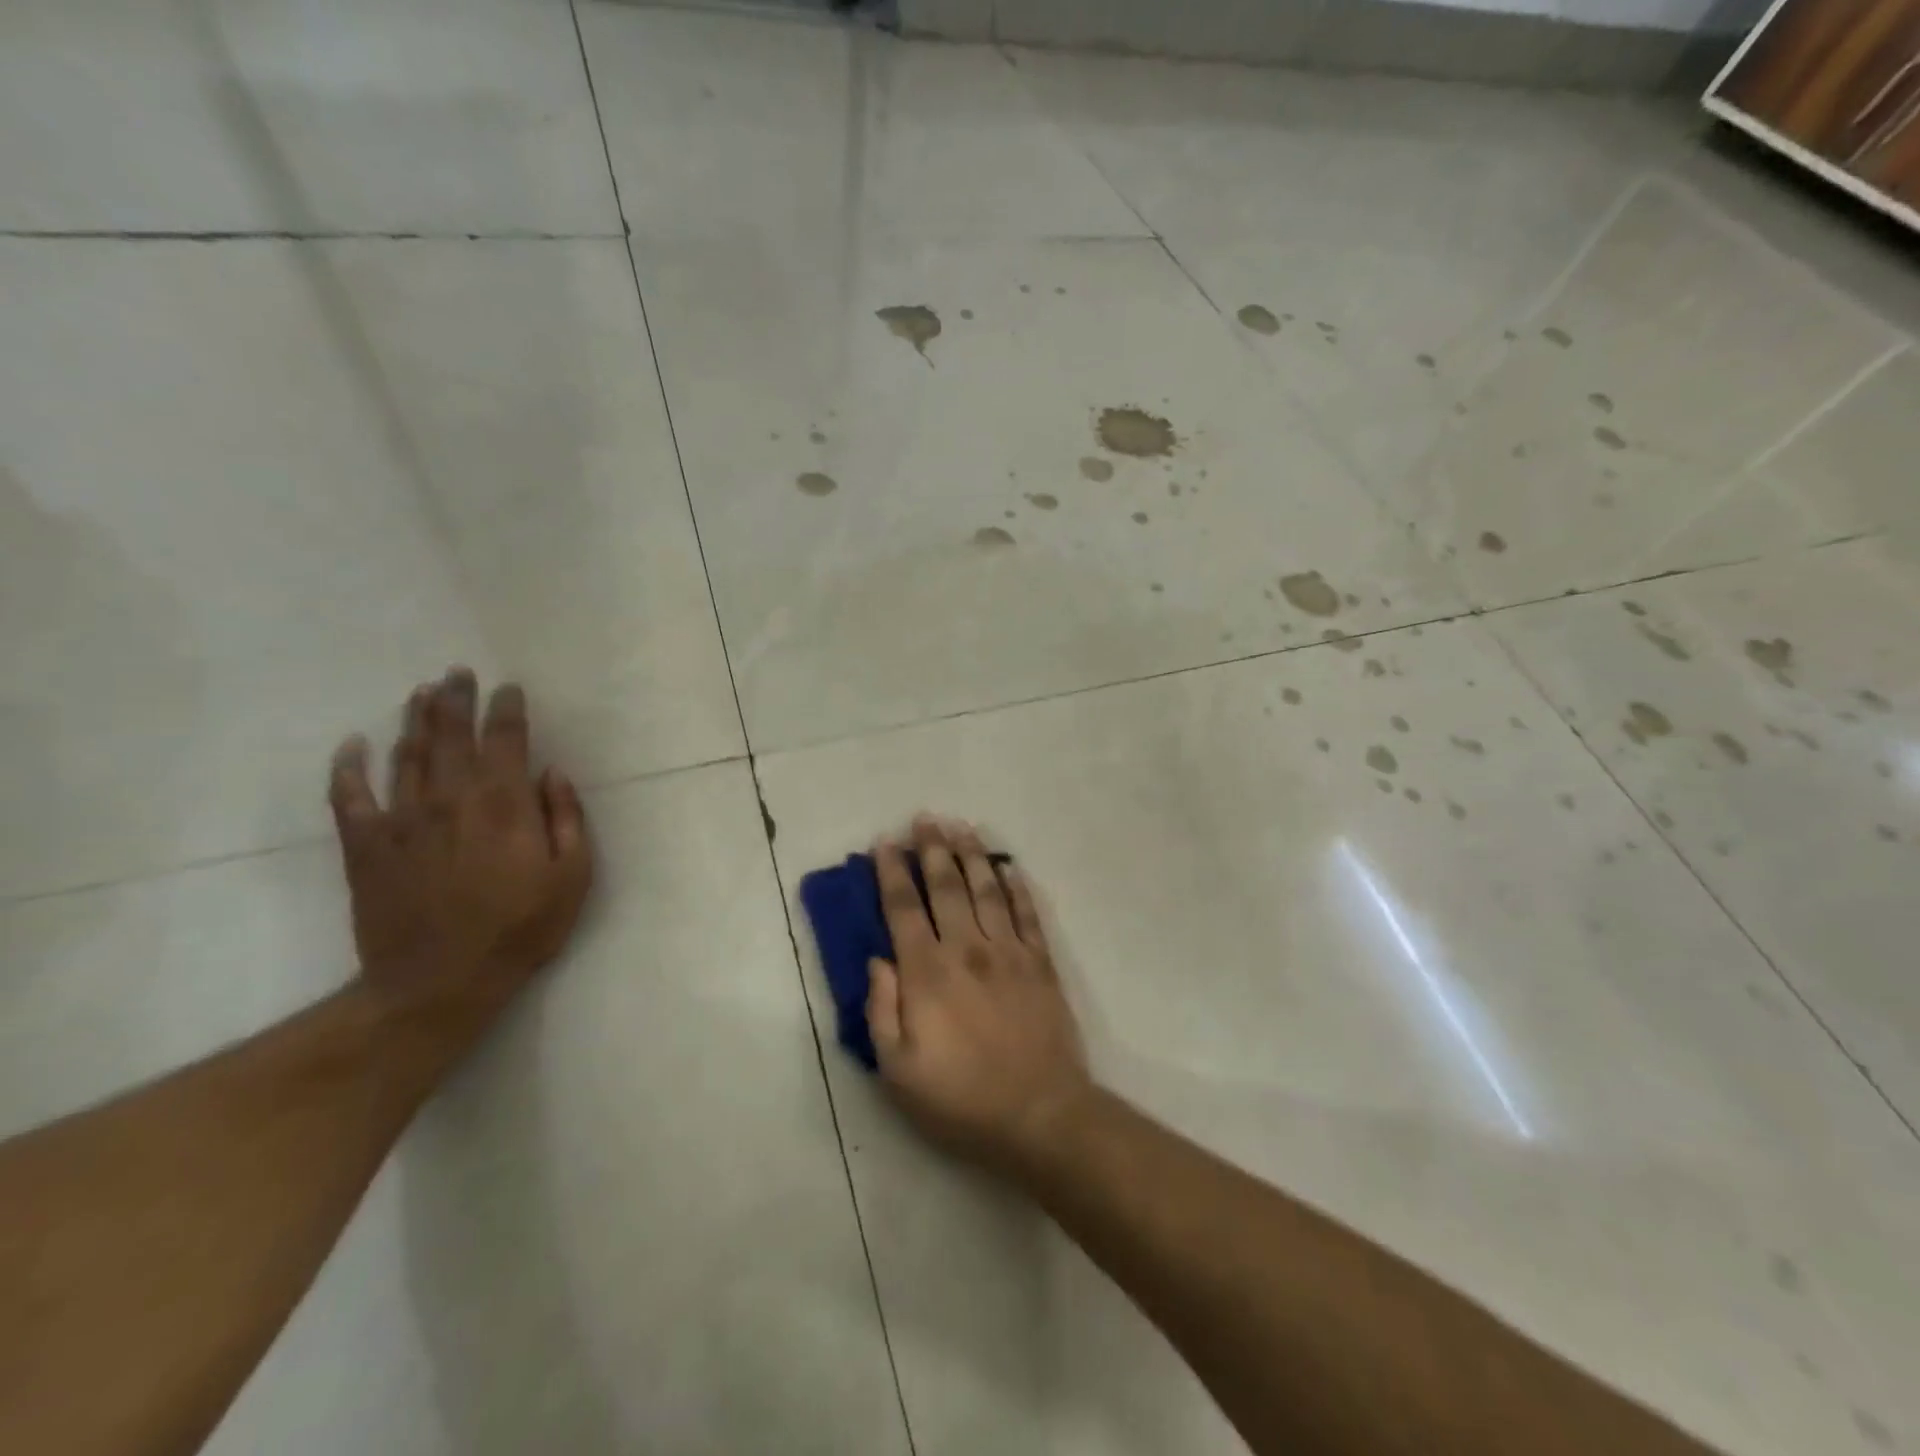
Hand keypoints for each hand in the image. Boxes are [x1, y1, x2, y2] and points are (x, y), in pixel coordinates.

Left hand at [327, 668, 592, 1019]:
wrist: (438, 983)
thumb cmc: (519, 929)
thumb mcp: (572, 877)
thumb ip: (566, 819)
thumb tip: (553, 774)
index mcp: (504, 805)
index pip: (505, 740)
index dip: (507, 709)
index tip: (508, 688)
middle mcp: (451, 800)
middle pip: (451, 735)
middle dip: (456, 699)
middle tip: (458, 672)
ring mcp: (403, 820)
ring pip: (406, 755)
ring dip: (414, 720)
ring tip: (421, 692)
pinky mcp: (366, 846)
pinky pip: (349, 796)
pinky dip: (348, 767)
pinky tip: (352, 744)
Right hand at [868, 816, 1092, 1176]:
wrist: (1039, 1115)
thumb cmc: (960, 1099)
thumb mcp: (898, 1070)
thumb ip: (881, 1010)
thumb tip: (877, 960)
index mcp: (927, 973)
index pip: (903, 909)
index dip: (892, 872)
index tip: (884, 843)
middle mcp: (967, 949)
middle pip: (946, 886)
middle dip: (932, 849)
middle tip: (924, 818)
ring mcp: (1009, 952)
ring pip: (986, 889)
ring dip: (972, 854)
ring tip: (961, 826)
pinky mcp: (1041, 963)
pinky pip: (1027, 913)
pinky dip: (1017, 886)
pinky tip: (1009, 866)